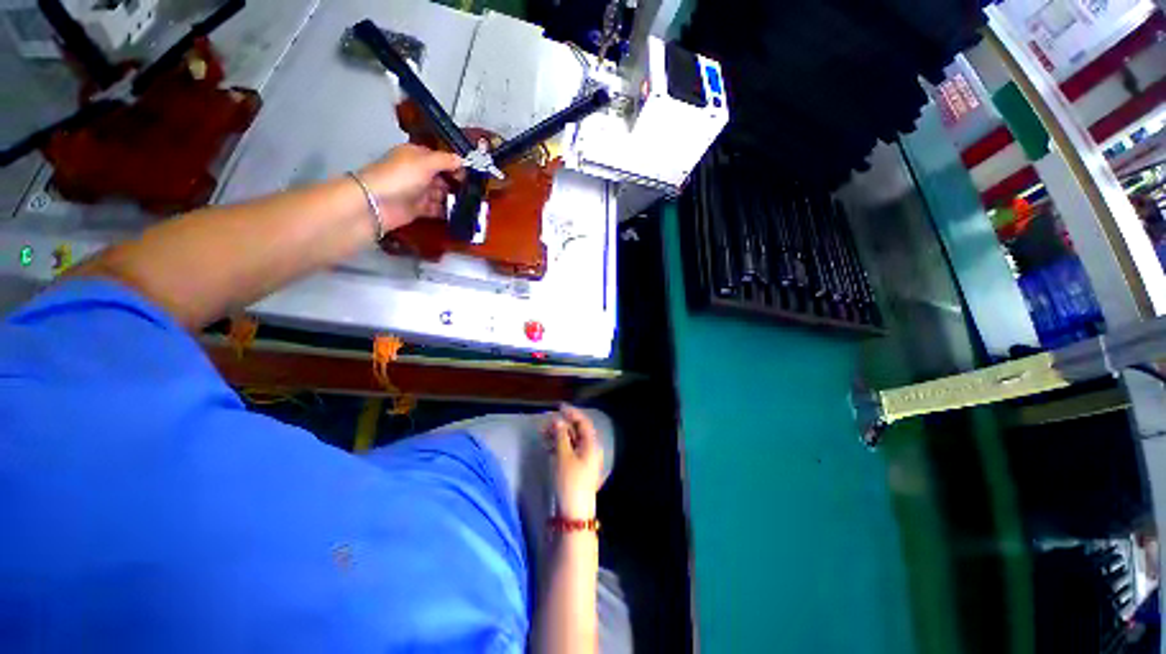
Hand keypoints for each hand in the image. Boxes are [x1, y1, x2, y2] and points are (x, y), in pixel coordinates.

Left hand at [358, 144, 463, 231]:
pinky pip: (437, 209)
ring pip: (441, 194)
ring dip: (454, 198)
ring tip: (471, 204)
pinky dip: (447, 212)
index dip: (454, 165)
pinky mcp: (418, 209)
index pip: (439, 158)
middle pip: (442, 177)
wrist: (378, 203)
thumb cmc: (401, 176)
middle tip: (474, 192)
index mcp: (416, 156)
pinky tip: (461, 214)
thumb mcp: (425, 162)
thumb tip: (462, 160)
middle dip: (457, 184)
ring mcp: (418, 192)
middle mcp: (417, 173)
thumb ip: (446, 160)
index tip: (471, 175)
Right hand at [543, 404, 603, 518]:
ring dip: (557, 435)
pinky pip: (568, 451)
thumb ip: (561, 436)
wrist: (574, 513)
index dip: (572, 413)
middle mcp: (589, 450)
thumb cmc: (571, 481)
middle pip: (576, 431)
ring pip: (570, 441)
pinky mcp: (576, 469)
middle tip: (545, 422)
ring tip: (542, 433)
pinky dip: (558, 446)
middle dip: (561, 425)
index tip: (559, 407)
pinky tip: (547, 445)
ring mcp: (583, 460)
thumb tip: (558, 420)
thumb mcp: (564, 456)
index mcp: (591, 444)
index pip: (583, 422)